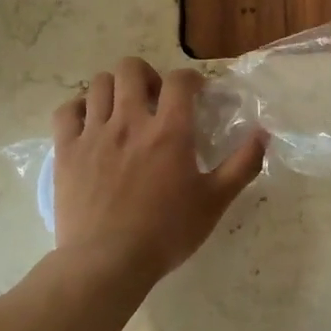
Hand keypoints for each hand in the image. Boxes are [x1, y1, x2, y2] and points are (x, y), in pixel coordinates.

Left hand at [51, 58, 266, 283]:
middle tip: (155, 100)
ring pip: (98, 84)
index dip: (190, 79)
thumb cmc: (167, 232)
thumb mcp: (215, 201)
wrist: (107, 262)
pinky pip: (67, 110)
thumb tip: (263, 134)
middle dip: (147, 75)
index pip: (180, 80)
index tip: (195, 94)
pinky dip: (79, 108)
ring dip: (114, 89)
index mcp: (170, 132)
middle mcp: (131, 122)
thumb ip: (242, 164)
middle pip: (131, 69)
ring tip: (123, 110)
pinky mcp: (66, 150)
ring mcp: (94, 133)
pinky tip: (90, 124)